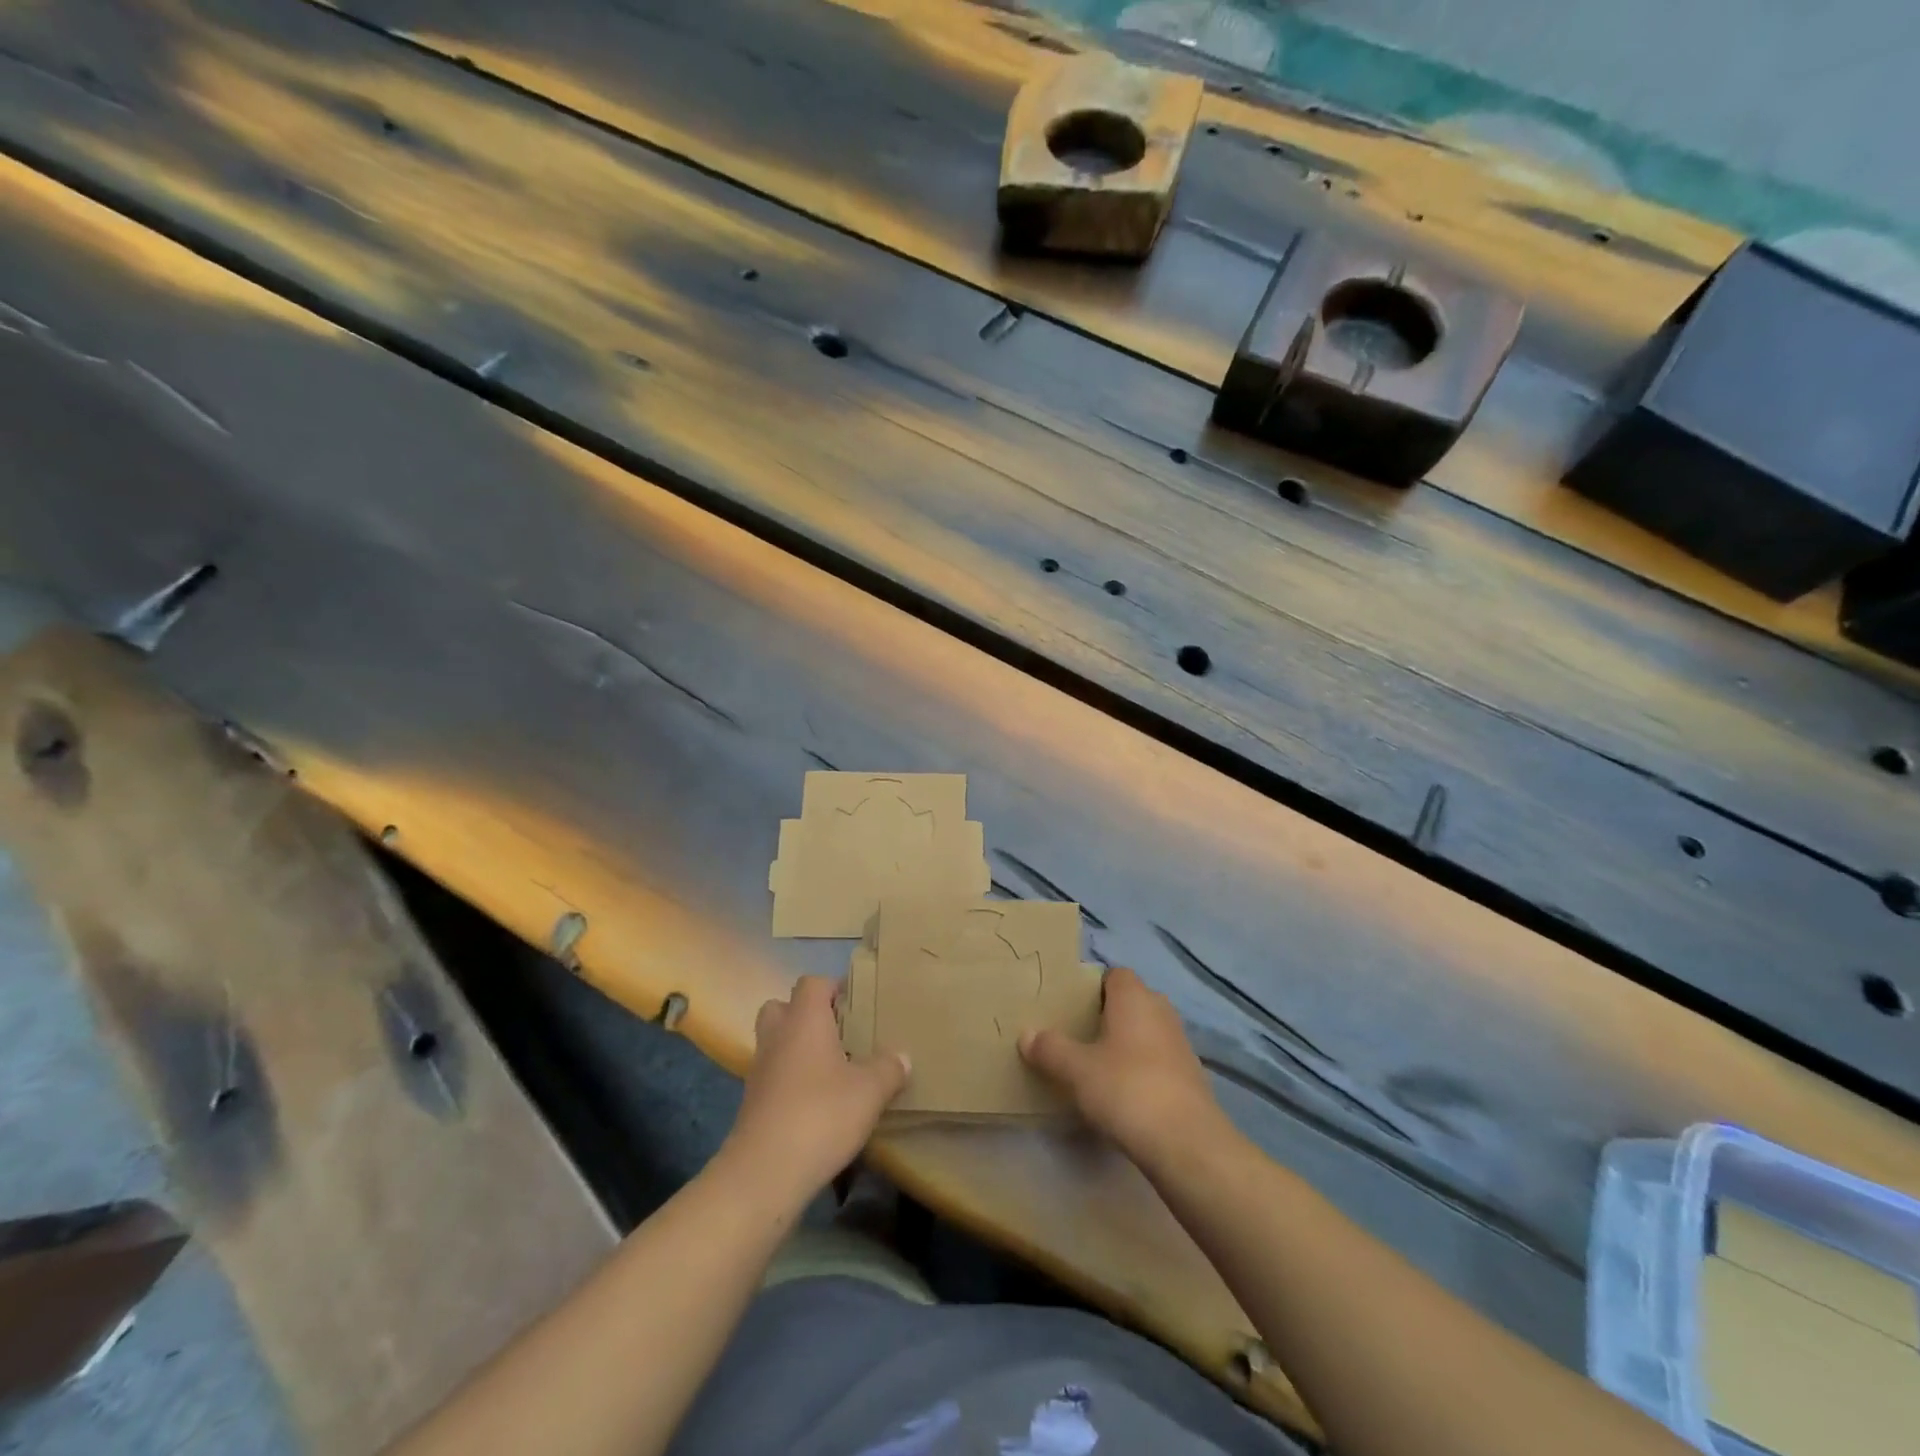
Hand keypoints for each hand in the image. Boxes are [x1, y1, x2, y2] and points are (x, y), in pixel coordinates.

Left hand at [722, 976, 908, 1203]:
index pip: (812, 983)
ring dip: (797, 1048)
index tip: (856, 1003)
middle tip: (838, 1032)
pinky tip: (816, 1102)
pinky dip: (790, 1080)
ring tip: (831, 1069)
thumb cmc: (821, 1115)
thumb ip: (889, 1069)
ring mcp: (760, 1070)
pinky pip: (773, 1075)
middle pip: (783, 1007)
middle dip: (807, 1014)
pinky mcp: (752, 1103)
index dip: (833, 987)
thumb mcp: (870, 1091)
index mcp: (804, 1020)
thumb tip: (902, 1056)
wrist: (765, 1173)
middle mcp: (777, 1036)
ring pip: (776, 1042)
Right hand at [1020, 967, 1224, 1164]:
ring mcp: (1180, 1044)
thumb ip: (1050, 1048)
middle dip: (1108, 1015)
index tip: (1071, 1008)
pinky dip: (1142, 1069)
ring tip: (1097, 1066)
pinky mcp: (1191, 1076)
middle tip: (1079, 1036)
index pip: (1114, 975)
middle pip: (1131, 1002)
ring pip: (1147, 1032)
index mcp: (1134, 997)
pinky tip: (1124, 1094)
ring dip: (1126, 1044)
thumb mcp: (1076, 1070)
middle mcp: (1161, 1011)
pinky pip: (1159, 1060)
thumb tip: (1026, 1034)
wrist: (1187, 1143)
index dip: (1093, 987)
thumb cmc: (1126, 1089)